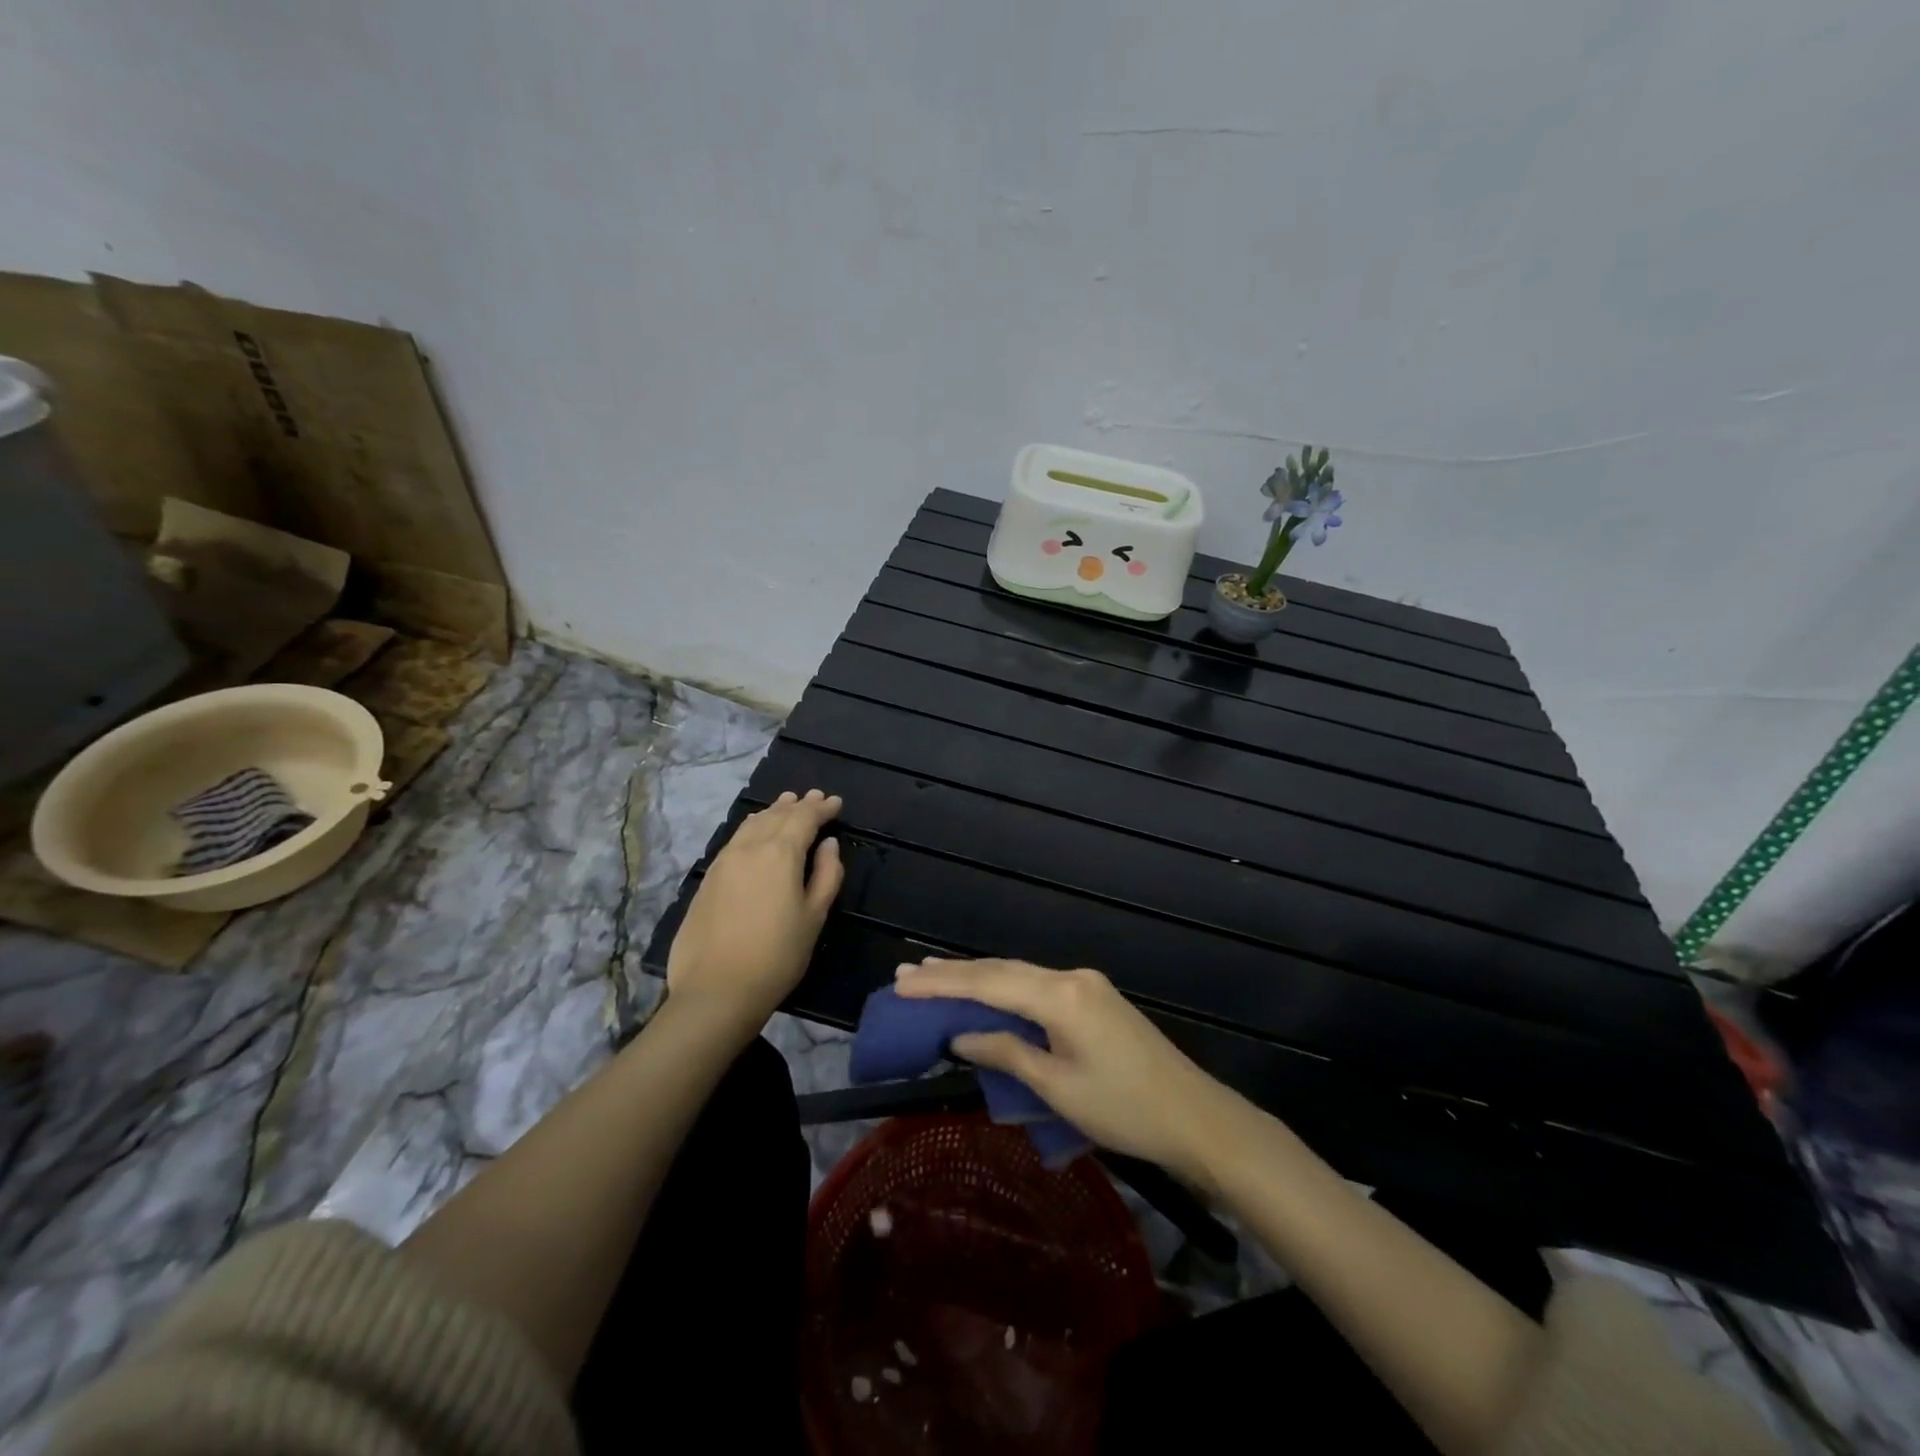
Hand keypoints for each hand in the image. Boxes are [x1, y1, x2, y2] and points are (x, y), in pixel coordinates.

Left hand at [666, 790, 844, 1038]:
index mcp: (780, 853)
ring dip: (773, 811)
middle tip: (815, 798)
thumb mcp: (814, 917)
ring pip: (752, 823)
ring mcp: (724, 860)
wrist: (716, 990)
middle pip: (777, 815)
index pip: (804, 818)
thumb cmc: (777, 955)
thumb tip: (828, 844)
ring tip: (786, 804)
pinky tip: (756, 830)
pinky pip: (736, 838)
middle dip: (799, 805)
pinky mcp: (708, 877)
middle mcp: (750, 847)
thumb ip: (826, 874)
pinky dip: (753, 826)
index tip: (836, 803)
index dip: (822, 808)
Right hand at [894, 957, 1233, 1175]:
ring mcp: (1086, 984)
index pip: (989, 983)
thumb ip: (1006, 1053)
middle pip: (1002, 970)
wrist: (1195, 1117)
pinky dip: (1004, 988)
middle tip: (907, 973)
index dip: (942, 983)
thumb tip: (961, 1035)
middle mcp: (1071, 977)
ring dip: (977, 977)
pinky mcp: (1094, 997)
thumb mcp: (1058, 1088)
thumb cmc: (1125, 1109)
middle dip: (954, 973)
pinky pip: (1037, 985)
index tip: (901, 982)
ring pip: (1019, 974)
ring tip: (933, 976)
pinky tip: (985, 991)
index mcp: (1061, 996)